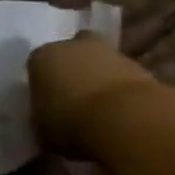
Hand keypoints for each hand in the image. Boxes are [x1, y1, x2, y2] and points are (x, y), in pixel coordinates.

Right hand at [27, 36, 162, 154]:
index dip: (42, 83)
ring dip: (99, 77)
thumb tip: (47, 120)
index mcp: (41, 57)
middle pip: (70, 52)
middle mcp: (72, 45)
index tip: (47, 102)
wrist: (125, 119)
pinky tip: (119, 111)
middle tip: (73, 96)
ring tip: (99, 108)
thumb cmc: (71, 122)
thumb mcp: (42, 129)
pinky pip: (121, 75)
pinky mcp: (138, 64)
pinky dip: (119, 88)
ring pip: (98, 61)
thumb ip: (42, 118)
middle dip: (72, 69)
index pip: (36, 65)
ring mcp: (108, 51)